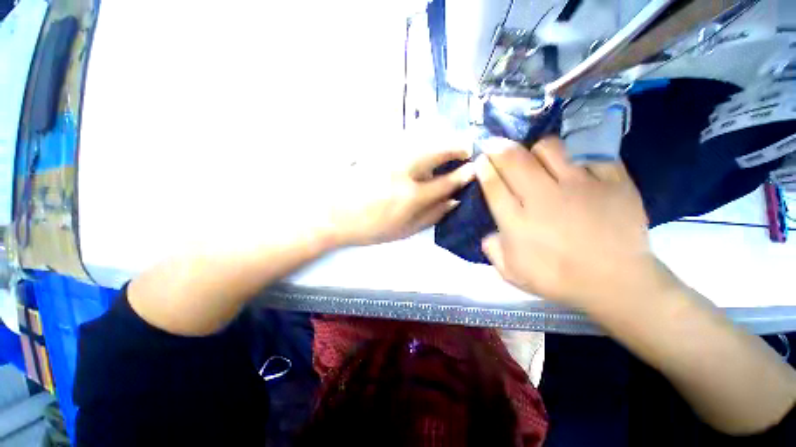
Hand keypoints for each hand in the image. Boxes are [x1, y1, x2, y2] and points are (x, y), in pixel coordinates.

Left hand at [327, 143, 475, 246]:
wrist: (334, 214)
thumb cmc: (370, 228)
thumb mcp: (404, 231)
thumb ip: (431, 216)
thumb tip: (453, 202)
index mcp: (411, 197)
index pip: (447, 181)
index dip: (464, 174)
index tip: (475, 168)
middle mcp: (404, 172)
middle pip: (437, 151)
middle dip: (456, 147)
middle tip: (465, 150)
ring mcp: (389, 157)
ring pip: (423, 140)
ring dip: (440, 141)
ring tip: (447, 148)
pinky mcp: (378, 149)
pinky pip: (405, 138)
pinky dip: (420, 139)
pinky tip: (423, 146)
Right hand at [476, 137, 671, 310]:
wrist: (617, 283)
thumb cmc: (558, 279)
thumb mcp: (512, 273)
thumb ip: (493, 251)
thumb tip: (489, 234)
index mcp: (517, 221)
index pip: (493, 185)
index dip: (484, 167)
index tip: (481, 159)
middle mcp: (543, 198)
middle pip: (514, 159)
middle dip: (498, 147)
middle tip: (494, 144)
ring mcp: (580, 186)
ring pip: (549, 148)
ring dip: (535, 149)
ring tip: (535, 157)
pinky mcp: (612, 181)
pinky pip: (589, 156)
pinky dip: (577, 159)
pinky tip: (575, 170)